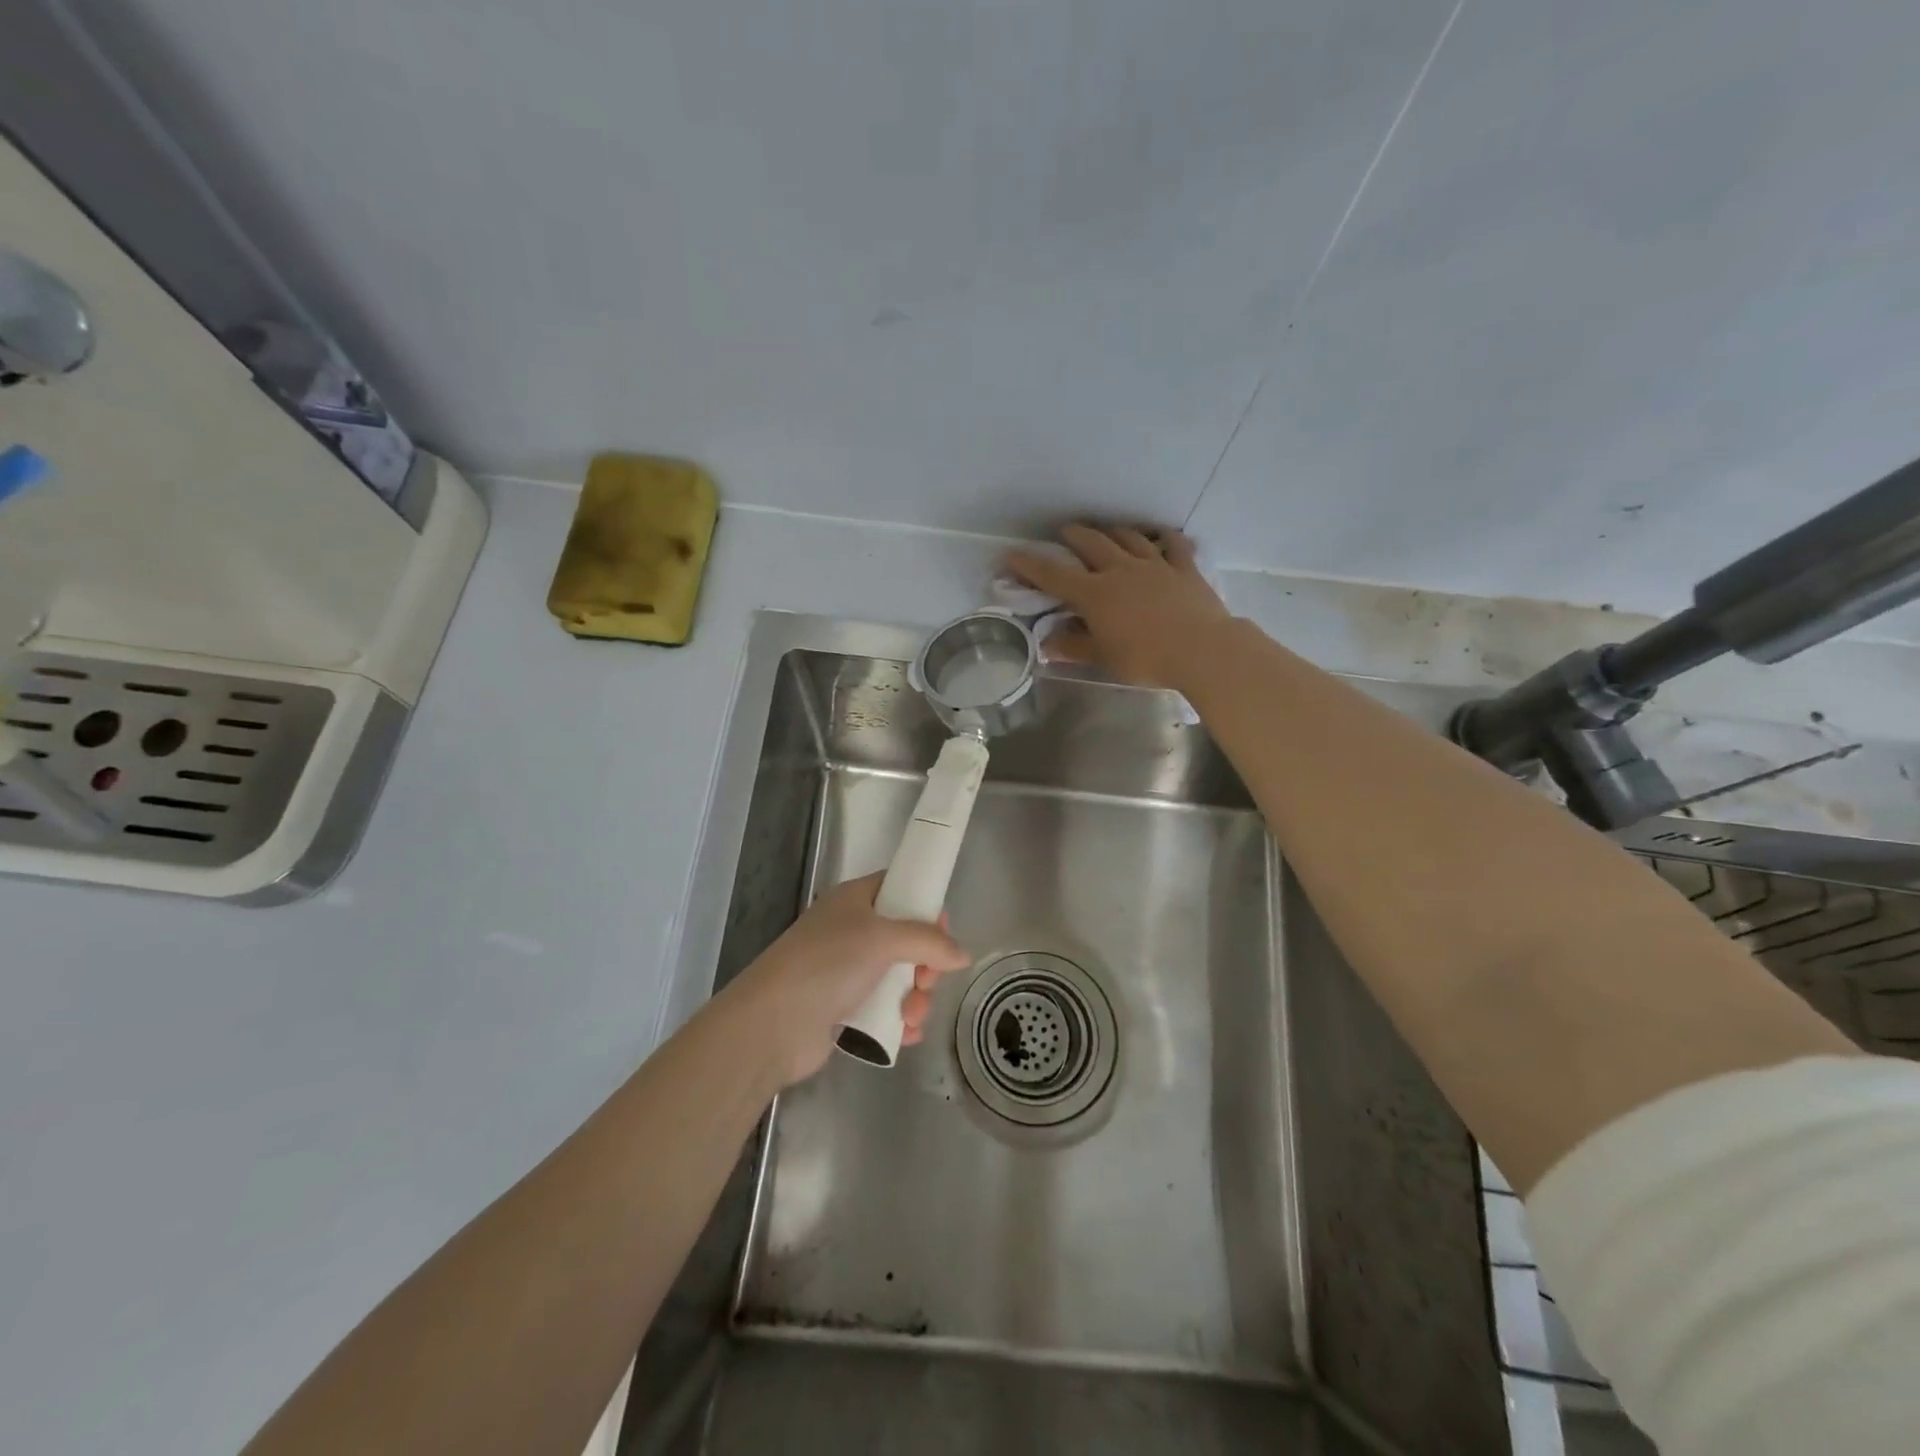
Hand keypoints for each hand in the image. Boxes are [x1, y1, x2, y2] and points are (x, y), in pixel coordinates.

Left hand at [718, 872, 971, 1086]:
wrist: (772, 1025)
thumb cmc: (827, 964)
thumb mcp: (882, 939)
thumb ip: (928, 942)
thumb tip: (963, 954)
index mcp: (855, 901)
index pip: (900, 888)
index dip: (925, 905)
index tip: (943, 931)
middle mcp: (853, 931)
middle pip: (907, 939)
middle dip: (926, 963)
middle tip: (926, 980)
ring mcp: (848, 972)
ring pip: (901, 978)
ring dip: (916, 998)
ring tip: (912, 1016)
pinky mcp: (846, 1010)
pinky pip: (887, 1009)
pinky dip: (900, 1020)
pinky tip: (905, 1034)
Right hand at [1005, 524, 1231, 692]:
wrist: (1201, 649)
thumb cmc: (1146, 658)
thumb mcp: (1104, 658)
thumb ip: (1074, 647)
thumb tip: (1047, 643)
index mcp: (1095, 594)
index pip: (1054, 576)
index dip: (1029, 565)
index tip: (1010, 556)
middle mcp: (1120, 570)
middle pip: (1091, 543)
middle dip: (1073, 535)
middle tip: (1063, 533)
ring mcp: (1155, 565)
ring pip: (1128, 538)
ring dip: (1112, 531)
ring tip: (1105, 531)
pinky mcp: (1184, 568)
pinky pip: (1172, 545)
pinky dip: (1163, 537)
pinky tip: (1160, 536)